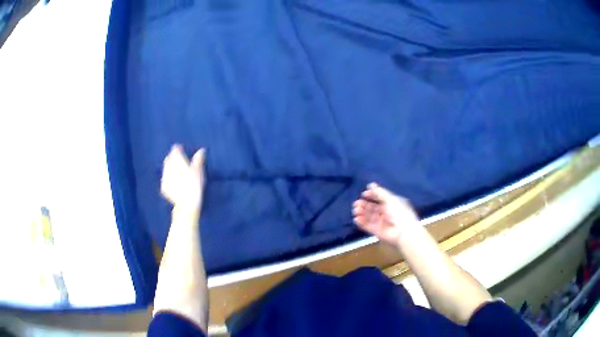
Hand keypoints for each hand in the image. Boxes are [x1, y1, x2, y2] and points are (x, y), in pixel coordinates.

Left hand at [161, 144, 205, 212]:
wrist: (186, 204)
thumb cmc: (194, 186)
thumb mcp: (199, 172)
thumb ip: (198, 160)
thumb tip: (201, 150)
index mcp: (177, 161)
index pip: (175, 150)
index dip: (178, 149)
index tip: (182, 150)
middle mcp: (168, 167)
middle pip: (168, 158)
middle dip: (173, 158)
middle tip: (179, 161)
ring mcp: (164, 178)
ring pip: (165, 168)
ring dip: (170, 167)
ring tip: (177, 172)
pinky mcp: (163, 187)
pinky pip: (164, 179)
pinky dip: (168, 178)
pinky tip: (174, 182)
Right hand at [352, 183, 419, 245]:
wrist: (403, 232)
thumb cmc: (399, 212)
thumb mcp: (390, 199)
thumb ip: (379, 192)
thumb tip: (370, 185)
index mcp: (392, 204)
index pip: (380, 198)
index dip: (372, 195)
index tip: (363, 194)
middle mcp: (386, 213)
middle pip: (373, 208)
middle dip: (364, 205)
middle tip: (356, 203)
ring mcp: (382, 223)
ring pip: (369, 217)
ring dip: (362, 213)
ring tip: (356, 210)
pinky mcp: (377, 232)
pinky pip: (368, 226)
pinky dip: (362, 222)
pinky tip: (356, 219)